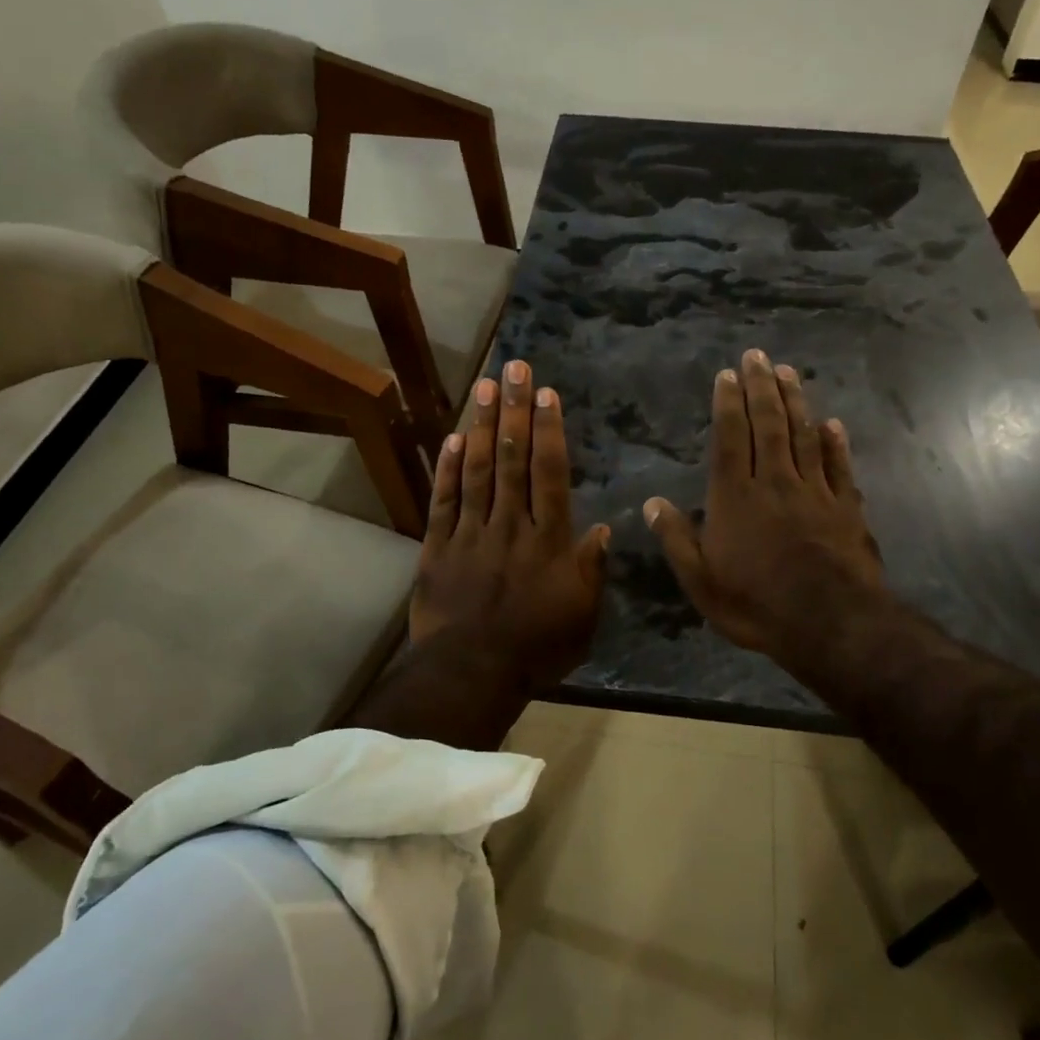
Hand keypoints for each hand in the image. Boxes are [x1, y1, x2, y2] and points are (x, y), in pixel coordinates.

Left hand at [410, 359, 610, 686]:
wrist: (471, 672)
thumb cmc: (536, 647)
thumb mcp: (582, 615)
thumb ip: (591, 569)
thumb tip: (602, 527)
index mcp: (547, 540)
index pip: (549, 473)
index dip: (548, 430)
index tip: (545, 393)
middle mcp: (509, 525)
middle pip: (512, 458)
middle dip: (514, 410)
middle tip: (514, 367)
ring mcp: (470, 533)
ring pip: (477, 470)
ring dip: (482, 425)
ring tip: (485, 386)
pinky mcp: (436, 547)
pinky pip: (443, 500)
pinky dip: (447, 468)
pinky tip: (452, 437)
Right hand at [643, 349, 895, 683]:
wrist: (831, 624)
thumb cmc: (756, 604)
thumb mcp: (701, 580)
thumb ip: (676, 539)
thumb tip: (651, 503)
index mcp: (735, 497)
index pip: (730, 438)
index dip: (728, 403)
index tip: (727, 374)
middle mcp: (775, 482)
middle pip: (769, 425)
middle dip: (761, 387)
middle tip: (757, 356)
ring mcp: (815, 492)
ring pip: (803, 436)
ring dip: (795, 402)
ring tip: (789, 372)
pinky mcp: (846, 509)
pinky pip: (839, 467)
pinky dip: (835, 443)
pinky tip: (832, 424)